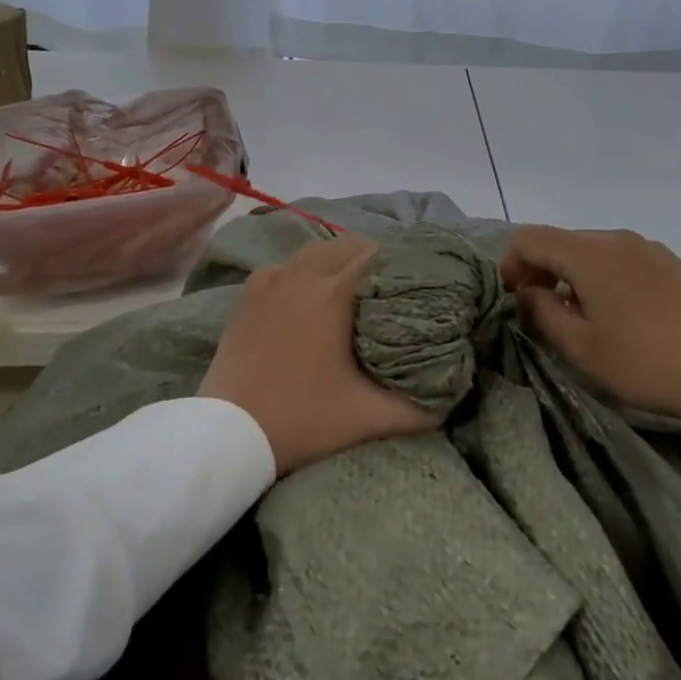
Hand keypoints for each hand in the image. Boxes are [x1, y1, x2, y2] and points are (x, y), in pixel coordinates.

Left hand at [199, 236, 438, 475]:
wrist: (227, 434)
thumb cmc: (302, 420)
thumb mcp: (370, 419)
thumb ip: (421, 409)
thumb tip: (453, 394)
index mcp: (335, 293)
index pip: (376, 255)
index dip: (400, 262)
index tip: (416, 279)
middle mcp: (302, 275)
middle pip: (346, 245)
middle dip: (371, 257)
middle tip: (389, 285)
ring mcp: (270, 281)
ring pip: (313, 251)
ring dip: (336, 260)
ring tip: (353, 286)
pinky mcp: (248, 296)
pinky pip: (284, 267)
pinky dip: (301, 271)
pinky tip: (306, 295)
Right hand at [500, 226, 680, 420]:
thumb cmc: (646, 363)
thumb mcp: (582, 349)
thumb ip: (542, 314)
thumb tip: (526, 292)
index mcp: (590, 255)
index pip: (530, 238)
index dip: (511, 263)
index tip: (513, 297)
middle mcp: (617, 239)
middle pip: (561, 240)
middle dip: (540, 269)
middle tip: (540, 309)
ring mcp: (649, 247)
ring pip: (592, 249)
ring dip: (572, 273)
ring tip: (581, 315)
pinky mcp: (672, 261)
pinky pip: (622, 257)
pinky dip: (603, 275)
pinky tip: (618, 312)